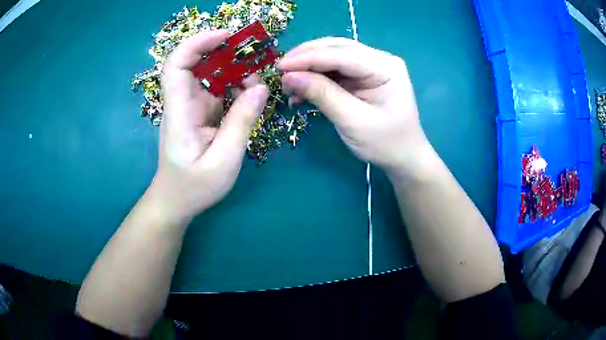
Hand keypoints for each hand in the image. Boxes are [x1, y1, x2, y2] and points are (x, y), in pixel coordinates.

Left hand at [151, 30, 268, 222]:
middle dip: (226, 55)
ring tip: (257, 85)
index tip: (227, 37)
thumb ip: (241, 123)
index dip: (198, 43)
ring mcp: (191, 107)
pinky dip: (236, 88)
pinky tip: (250, 97)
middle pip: (197, 63)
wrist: (177, 201)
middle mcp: (182, 103)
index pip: (177, 65)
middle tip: (255, 63)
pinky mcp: (200, 113)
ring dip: (235, 73)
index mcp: (180, 112)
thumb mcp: (224, 161)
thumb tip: (261, 87)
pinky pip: (218, 90)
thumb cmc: (194, 187)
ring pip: (211, 75)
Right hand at [278, 38, 429, 175]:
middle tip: (279, 72)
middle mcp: (379, 59)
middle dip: (305, 59)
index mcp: (385, 67)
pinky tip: (301, 92)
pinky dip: (315, 79)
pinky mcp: (362, 77)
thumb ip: (322, 95)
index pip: (341, 54)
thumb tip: (288, 77)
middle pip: (336, 49)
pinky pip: (334, 71)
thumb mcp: (353, 121)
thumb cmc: (385, 143)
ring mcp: (370, 67)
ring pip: (331, 57)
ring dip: (308, 68)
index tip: (280, 66)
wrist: (403, 157)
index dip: (308, 58)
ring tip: (287, 85)